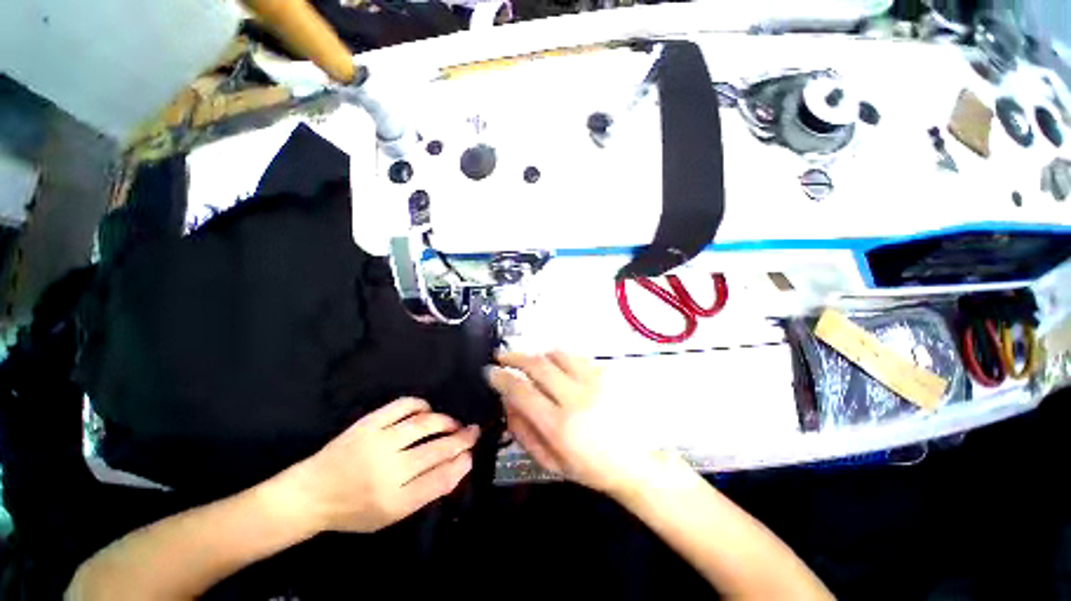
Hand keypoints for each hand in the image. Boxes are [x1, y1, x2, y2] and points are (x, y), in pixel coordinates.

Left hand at [287, 398, 479, 533]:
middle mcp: (388, 470)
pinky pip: (403, 406)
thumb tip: (459, 465)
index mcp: (393, 500)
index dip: (460, 464)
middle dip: (461, 439)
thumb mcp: (391, 514)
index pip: (440, 479)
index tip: (471, 454)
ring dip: (445, 422)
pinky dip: (421, 406)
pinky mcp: (369, 423)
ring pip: (424, 425)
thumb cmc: (355, 509)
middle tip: (473, 432)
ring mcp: (378, 442)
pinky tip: (427, 411)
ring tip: (454, 424)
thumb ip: (427, 491)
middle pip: (437, 450)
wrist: (311, 493)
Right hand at [486, 351, 659, 495]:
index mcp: (559, 426)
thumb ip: (522, 430)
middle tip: (502, 356)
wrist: (633, 462)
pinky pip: (575, 356)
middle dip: (514, 357)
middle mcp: (576, 398)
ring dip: (537, 354)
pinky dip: (559, 356)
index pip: (521, 391)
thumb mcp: (549, 461)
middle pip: (537, 365)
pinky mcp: (606, 374)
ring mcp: (594, 382)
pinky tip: (555, 364)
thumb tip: (506, 401)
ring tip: (529, 361)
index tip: (490, 372)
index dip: (501, 378)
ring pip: (556, 354)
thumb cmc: (588, 467)